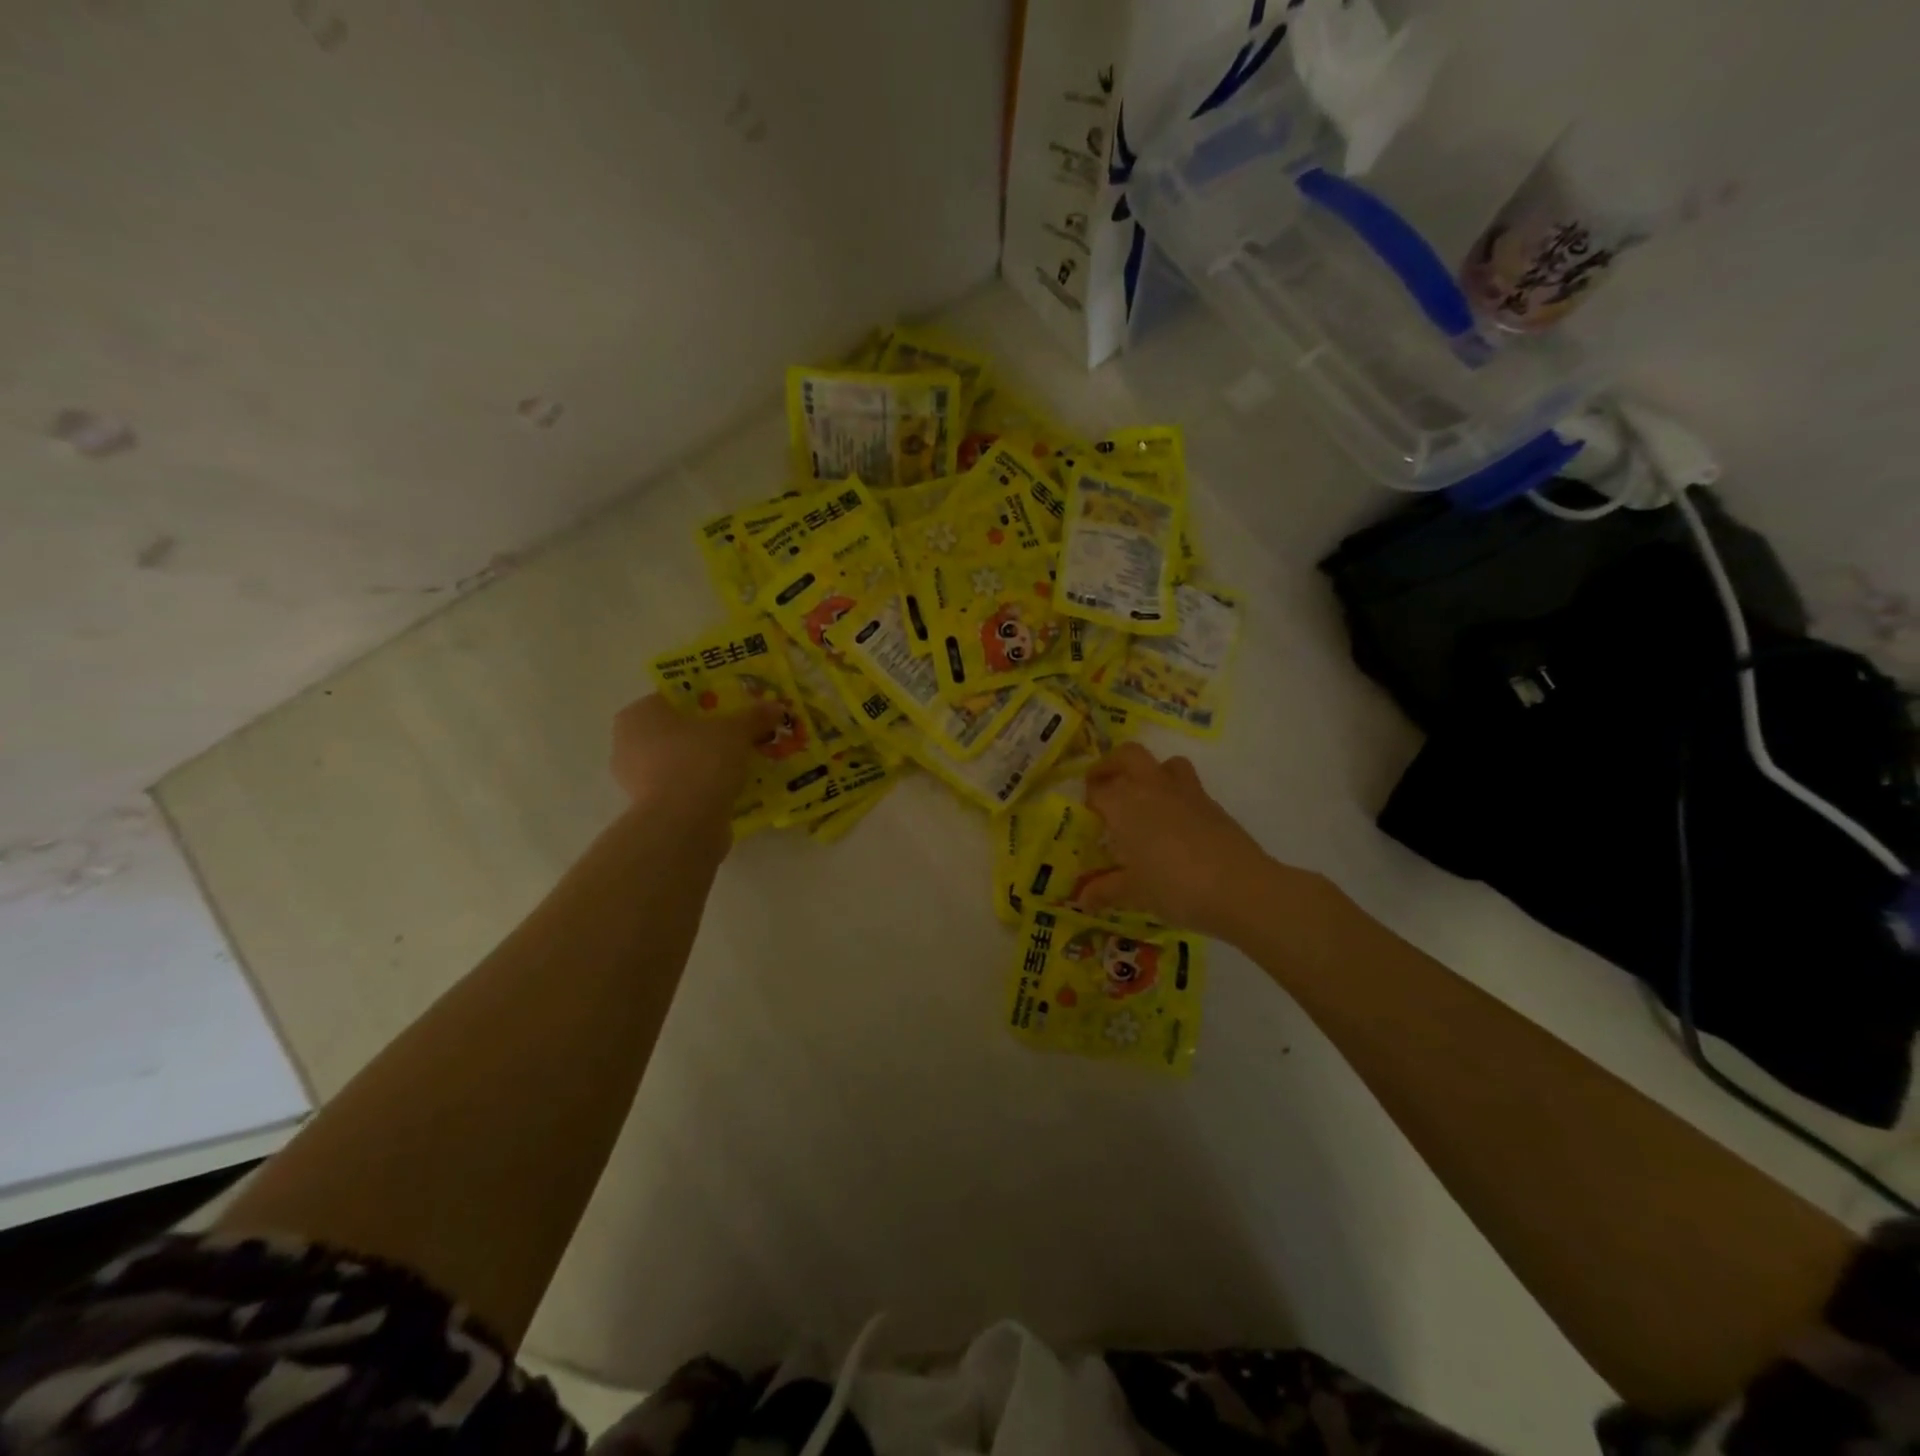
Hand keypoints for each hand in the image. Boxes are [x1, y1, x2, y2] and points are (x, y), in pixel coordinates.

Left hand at [609, 693, 782, 831]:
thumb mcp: (736, 732)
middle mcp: (628, 744)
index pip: (673, 698)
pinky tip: (730, 789)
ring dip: (706, 763)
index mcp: (639, 714)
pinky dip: (702, 788)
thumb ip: (754, 717)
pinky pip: (682, 788)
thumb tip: (776, 706)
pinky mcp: (650, 809)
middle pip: (676, 732)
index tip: (732, 710)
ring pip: (679, 762)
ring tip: (741, 765)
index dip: (706, 701)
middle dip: (707, 735)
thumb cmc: (700, 761)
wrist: (684, 823)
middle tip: (740, 737)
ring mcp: (635, 780)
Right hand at [1078, 743, 1271, 937]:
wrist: (1239, 888)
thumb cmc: (1174, 887)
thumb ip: (1106, 890)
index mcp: (1125, 804)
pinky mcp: (1212, 804)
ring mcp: (1186, 793)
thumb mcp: (1134, 893)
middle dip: (1112, 764)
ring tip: (1144, 797)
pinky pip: (1189, 787)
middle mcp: (1152, 788)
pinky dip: (1176, 796)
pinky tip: (1176, 825)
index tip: (1087, 815)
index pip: (1098, 790)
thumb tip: (1083, 899)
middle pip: (1128, 755)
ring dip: (1151, 772)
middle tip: (1104, 784)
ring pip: (1165, 763)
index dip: (1089, 800)